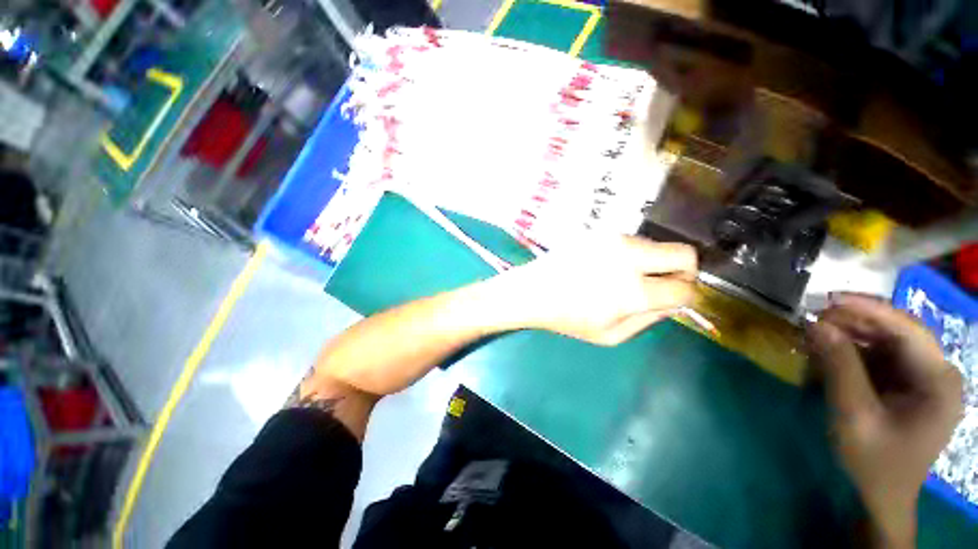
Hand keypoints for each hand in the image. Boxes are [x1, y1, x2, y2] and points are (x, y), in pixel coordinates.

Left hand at [492, 235, 697, 345]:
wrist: (533, 290)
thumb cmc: (568, 318)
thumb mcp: (611, 334)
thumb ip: (650, 318)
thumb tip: (674, 301)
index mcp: (634, 290)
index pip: (685, 288)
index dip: (688, 296)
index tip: (676, 299)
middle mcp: (629, 257)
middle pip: (684, 253)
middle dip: (684, 271)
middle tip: (665, 284)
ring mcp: (613, 239)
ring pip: (656, 245)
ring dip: (654, 262)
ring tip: (627, 278)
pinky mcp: (600, 232)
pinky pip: (632, 241)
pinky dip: (633, 254)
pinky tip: (610, 267)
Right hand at [806, 293, 963, 547]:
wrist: (881, 496)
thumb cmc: (873, 461)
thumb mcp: (853, 415)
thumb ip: (839, 367)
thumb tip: (816, 325)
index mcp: (939, 381)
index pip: (908, 329)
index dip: (870, 309)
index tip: (828, 298)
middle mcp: (938, 372)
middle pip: (898, 332)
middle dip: (855, 322)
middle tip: (813, 318)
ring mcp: (924, 378)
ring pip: (887, 341)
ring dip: (851, 335)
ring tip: (815, 333)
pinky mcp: (908, 384)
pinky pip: (881, 357)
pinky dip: (853, 351)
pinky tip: (828, 352)